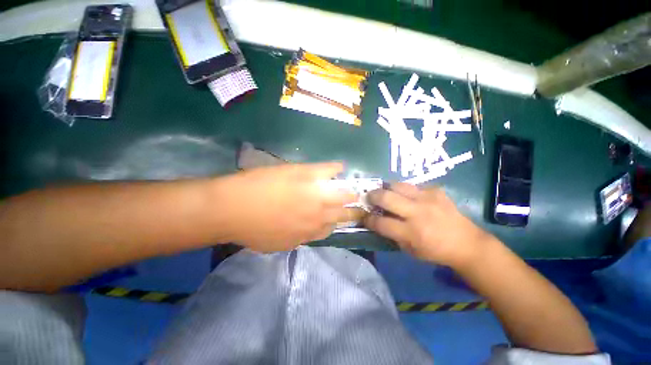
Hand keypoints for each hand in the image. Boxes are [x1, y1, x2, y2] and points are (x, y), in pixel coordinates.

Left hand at [218, 162, 355, 251]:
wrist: (233, 208)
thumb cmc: (252, 229)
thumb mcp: (278, 243)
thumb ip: (298, 237)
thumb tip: (308, 230)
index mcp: (311, 231)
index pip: (333, 228)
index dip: (338, 221)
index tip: (339, 216)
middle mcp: (320, 214)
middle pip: (345, 212)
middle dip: (353, 208)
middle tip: (355, 202)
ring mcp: (316, 193)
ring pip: (343, 193)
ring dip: (350, 191)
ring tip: (351, 187)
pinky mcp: (307, 174)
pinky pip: (329, 169)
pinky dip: (337, 168)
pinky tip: (341, 167)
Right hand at [364, 183, 489, 267]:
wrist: (466, 243)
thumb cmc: (435, 251)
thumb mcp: (409, 250)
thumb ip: (391, 234)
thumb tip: (377, 221)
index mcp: (411, 232)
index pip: (380, 222)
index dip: (368, 219)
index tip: (363, 216)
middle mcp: (417, 212)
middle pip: (386, 197)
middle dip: (372, 196)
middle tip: (369, 197)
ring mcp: (427, 198)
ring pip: (397, 185)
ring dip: (387, 188)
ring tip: (385, 192)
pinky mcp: (435, 191)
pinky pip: (413, 186)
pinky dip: (406, 191)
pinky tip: (409, 197)